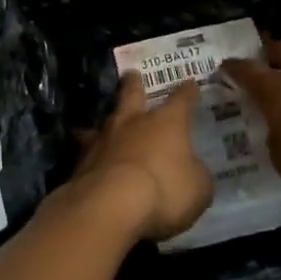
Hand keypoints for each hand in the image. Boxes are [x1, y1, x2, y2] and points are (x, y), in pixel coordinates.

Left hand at [70, 72, 213, 241]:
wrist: (111, 205)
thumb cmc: (164, 190)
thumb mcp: (198, 188)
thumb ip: (196, 176)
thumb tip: (193, 172)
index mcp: (168, 123)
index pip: (181, 100)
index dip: (187, 92)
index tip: (190, 83)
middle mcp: (134, 122)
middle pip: (132, 94)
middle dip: (133, 84)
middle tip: (131, 74)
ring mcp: (105, 139)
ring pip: (104, 120)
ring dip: (105, 120)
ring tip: (98, 122)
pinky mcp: (82, 162)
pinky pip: (85, 151)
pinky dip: (87, 153)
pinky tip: (85, 158)